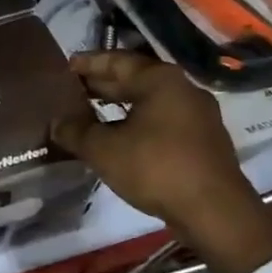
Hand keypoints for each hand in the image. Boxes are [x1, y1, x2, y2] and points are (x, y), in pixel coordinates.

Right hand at [50, 51, 271, 272]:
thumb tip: (56, 122)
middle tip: (72, 90)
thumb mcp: (104, 150)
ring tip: (89, 113)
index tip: (66, 67)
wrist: (214, 211)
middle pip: (136, 79)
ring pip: (149, 102)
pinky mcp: (202, 141)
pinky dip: (136, 122)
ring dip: (119, 106)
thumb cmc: (156, 168)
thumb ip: (75, 131)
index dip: (89, 63)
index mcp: (161, 80)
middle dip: (103, 84)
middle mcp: (183, 90)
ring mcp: (197, 116)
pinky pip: (161, 121)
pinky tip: (118, 138)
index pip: (118, 61)